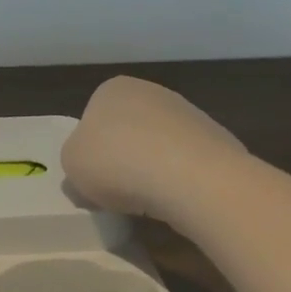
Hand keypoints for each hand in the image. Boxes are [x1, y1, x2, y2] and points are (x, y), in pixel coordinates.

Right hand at [62, 76, 249, 219]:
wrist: (192, 178)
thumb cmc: (118, 162)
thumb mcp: (71, 165)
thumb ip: (74, 163)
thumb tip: (86, 175)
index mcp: (112, 89)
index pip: (92, 119)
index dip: (90, 152)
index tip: (93, 178)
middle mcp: (151, 92)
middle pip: (128, 132)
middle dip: (124, 159)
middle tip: (118, 192)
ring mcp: (190, 114)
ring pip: (160, 148)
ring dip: (153, 171)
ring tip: (150, 202)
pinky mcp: (218, 141)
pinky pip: (188, 165)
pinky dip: (181, 182)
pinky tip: (179, 201)